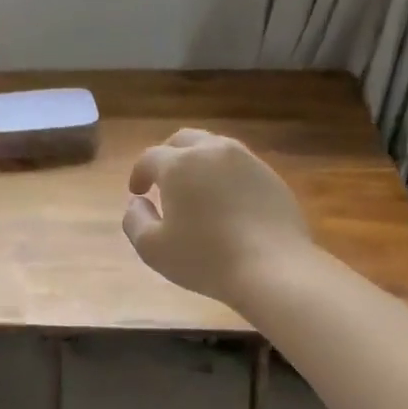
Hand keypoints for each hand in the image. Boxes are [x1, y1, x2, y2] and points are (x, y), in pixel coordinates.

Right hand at [122, 128, 312, 306]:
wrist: (272, 268)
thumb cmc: (205, 259)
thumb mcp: (152, 248)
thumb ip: (135, 220)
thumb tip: (137, 203)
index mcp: (179, 165)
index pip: (150, 157)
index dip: (139, 173)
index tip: (137, 192)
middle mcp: (213, 151)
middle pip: (184, 140)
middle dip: (168, 156)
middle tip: (162, 180)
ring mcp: (247, 161)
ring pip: (215, 149)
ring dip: (198, 163)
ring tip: (195, 190)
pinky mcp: (271, 177)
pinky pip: (240, 167)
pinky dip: (225, 177)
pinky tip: (225, 204)